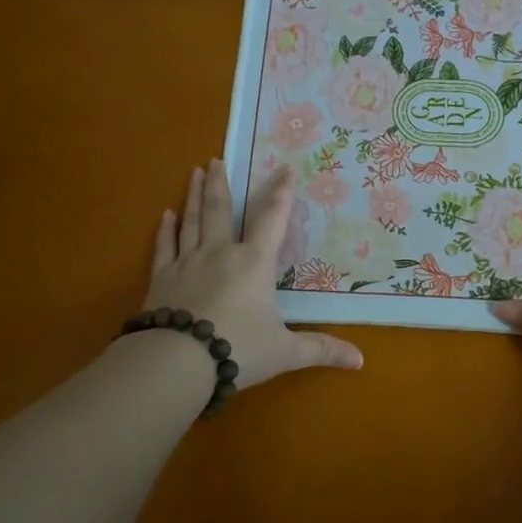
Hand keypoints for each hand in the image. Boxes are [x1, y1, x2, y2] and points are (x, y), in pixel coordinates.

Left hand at [143, 160, 362, 389]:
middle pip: (220, 210)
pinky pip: (164, 247)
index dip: (281, 193)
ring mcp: (186, 263)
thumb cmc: (238, 350)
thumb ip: (321, 349)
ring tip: (194, 172)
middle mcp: (219, 253)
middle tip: (216, 160)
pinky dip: (165, 230)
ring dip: (193, 196)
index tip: (285, 168)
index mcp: (253, 263)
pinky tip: (165, 216)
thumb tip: (360, 360)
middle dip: (221, 184)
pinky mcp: (161, 279)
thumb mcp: (285, 352)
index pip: (272, 220)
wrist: (176, 362)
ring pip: (191, 220)